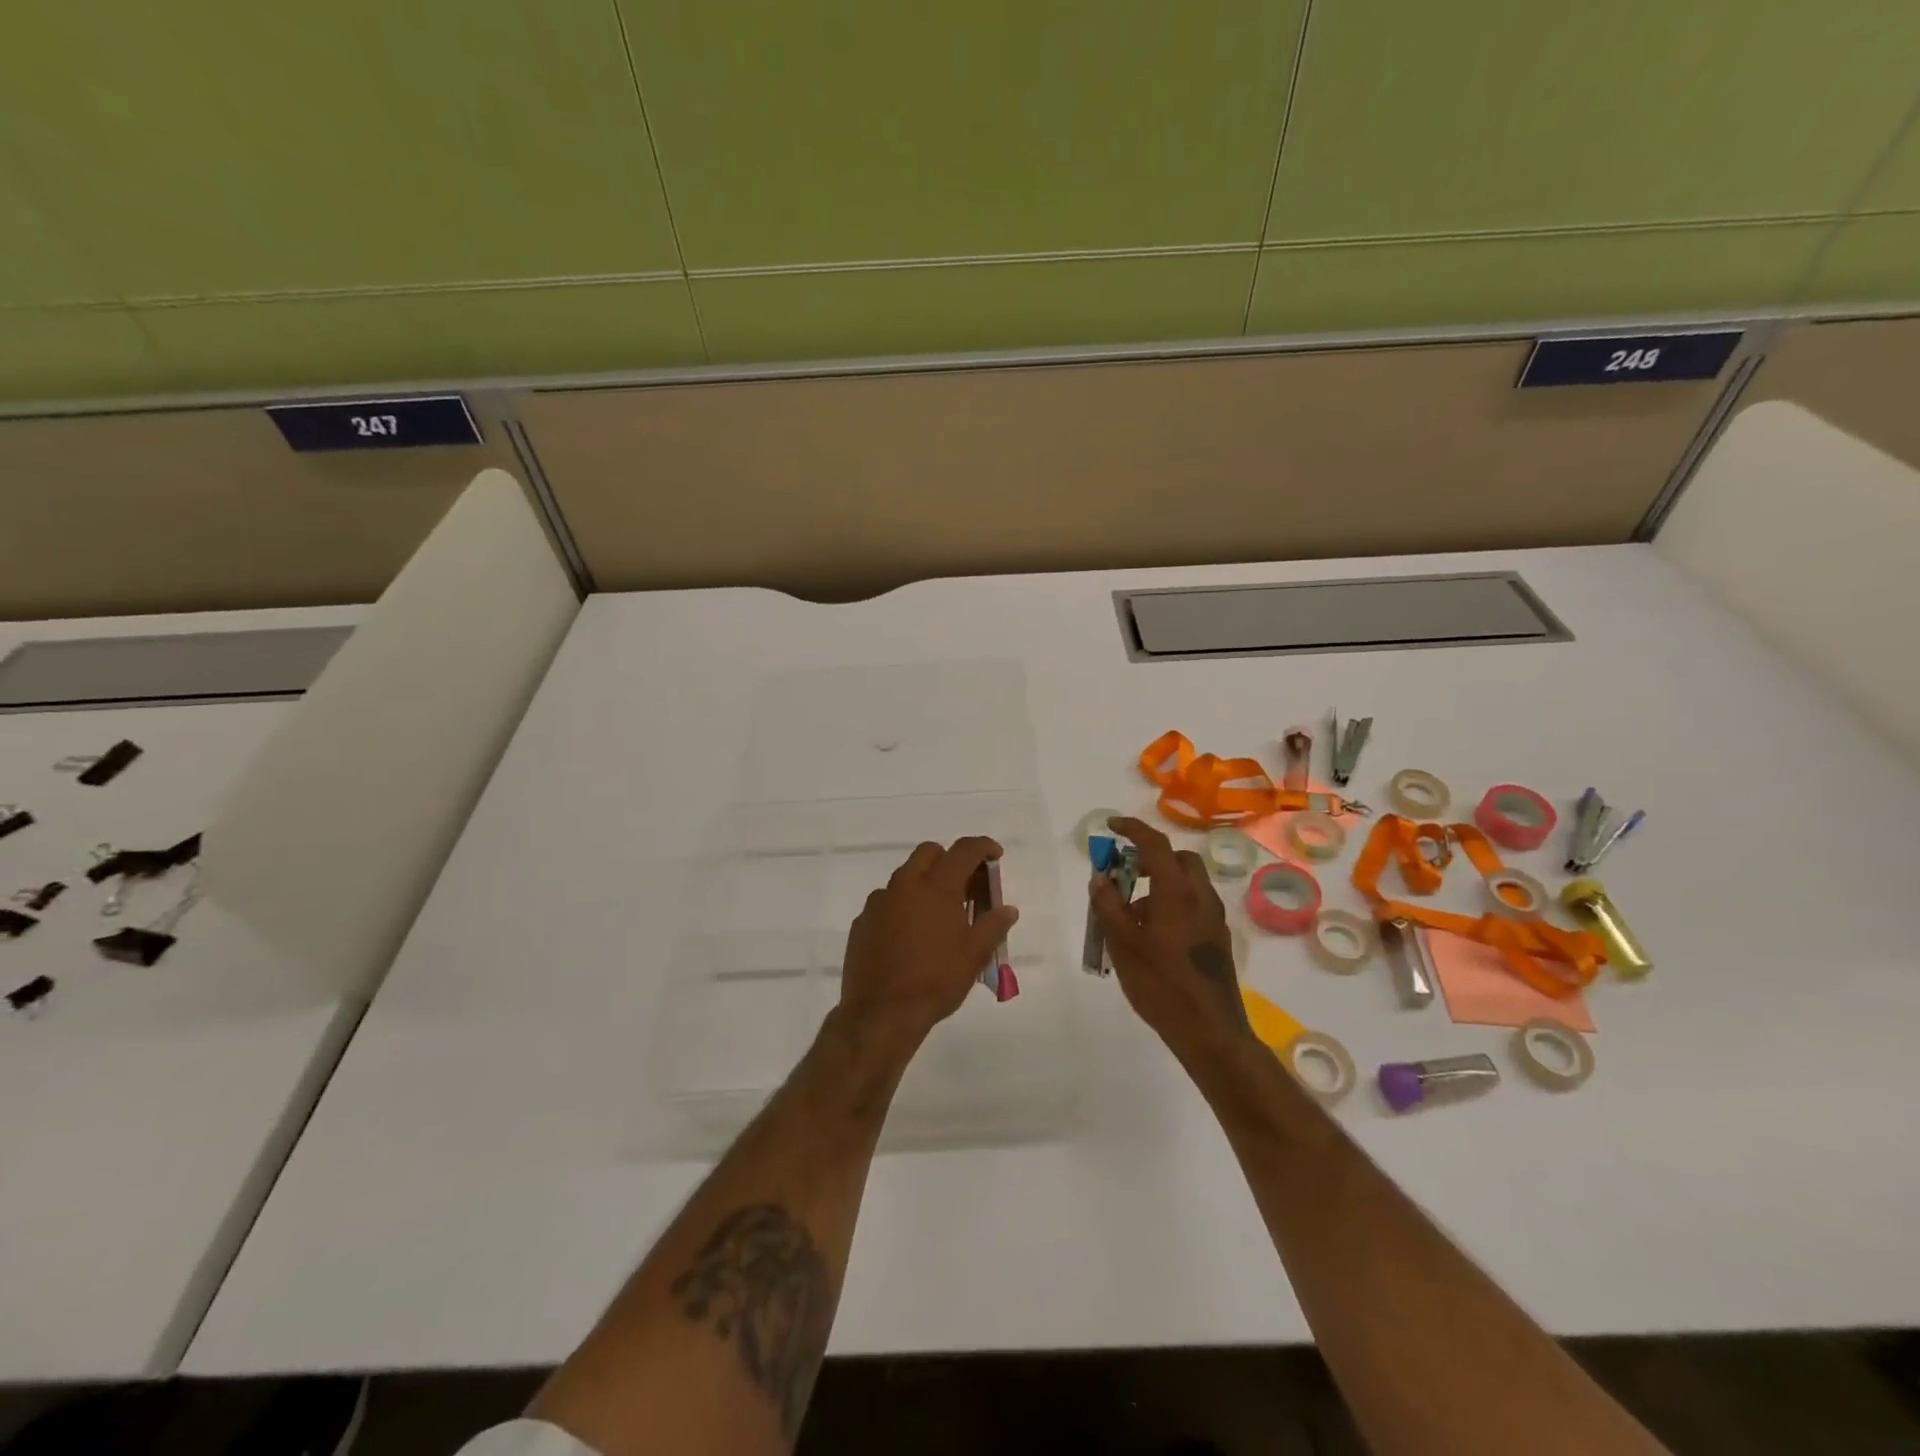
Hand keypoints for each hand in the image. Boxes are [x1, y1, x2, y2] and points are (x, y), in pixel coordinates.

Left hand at [839, 837, 1019, 1054]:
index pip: (964, 850)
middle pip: (929, 852)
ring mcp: (879, 902)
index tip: (995, 855)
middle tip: (966, 887)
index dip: (983, 847)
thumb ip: (993, 926)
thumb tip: (1007, 909)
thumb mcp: (975, 956)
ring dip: (925, 883)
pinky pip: (887, 901)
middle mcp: (905, 885)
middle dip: (950, 860)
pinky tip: (910, 936)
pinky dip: (903, 906)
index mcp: (936, 887)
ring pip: (905, 876)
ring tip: (938, 916)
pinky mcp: (862, 921)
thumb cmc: (935, 981)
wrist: (881, 1014)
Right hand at [1090, 817, 1251, 1066]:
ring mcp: (1214, 918)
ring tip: (1131, 914)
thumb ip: (1108, 906)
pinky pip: (1194, 904)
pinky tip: (1152, 935)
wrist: (1209, 1030)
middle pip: (1179, 859)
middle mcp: (1201, 896)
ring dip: (1161, 883)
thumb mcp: (1122, 944)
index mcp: (1177, 891)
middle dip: (1152, 857)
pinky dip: (1173, 902)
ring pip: (1188, 883)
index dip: (1132, 829)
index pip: (1155, 844)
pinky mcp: (1218, 938)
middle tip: (1125, 873)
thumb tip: (1100, 878)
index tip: (1111, 826)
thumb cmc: (1160, 984)